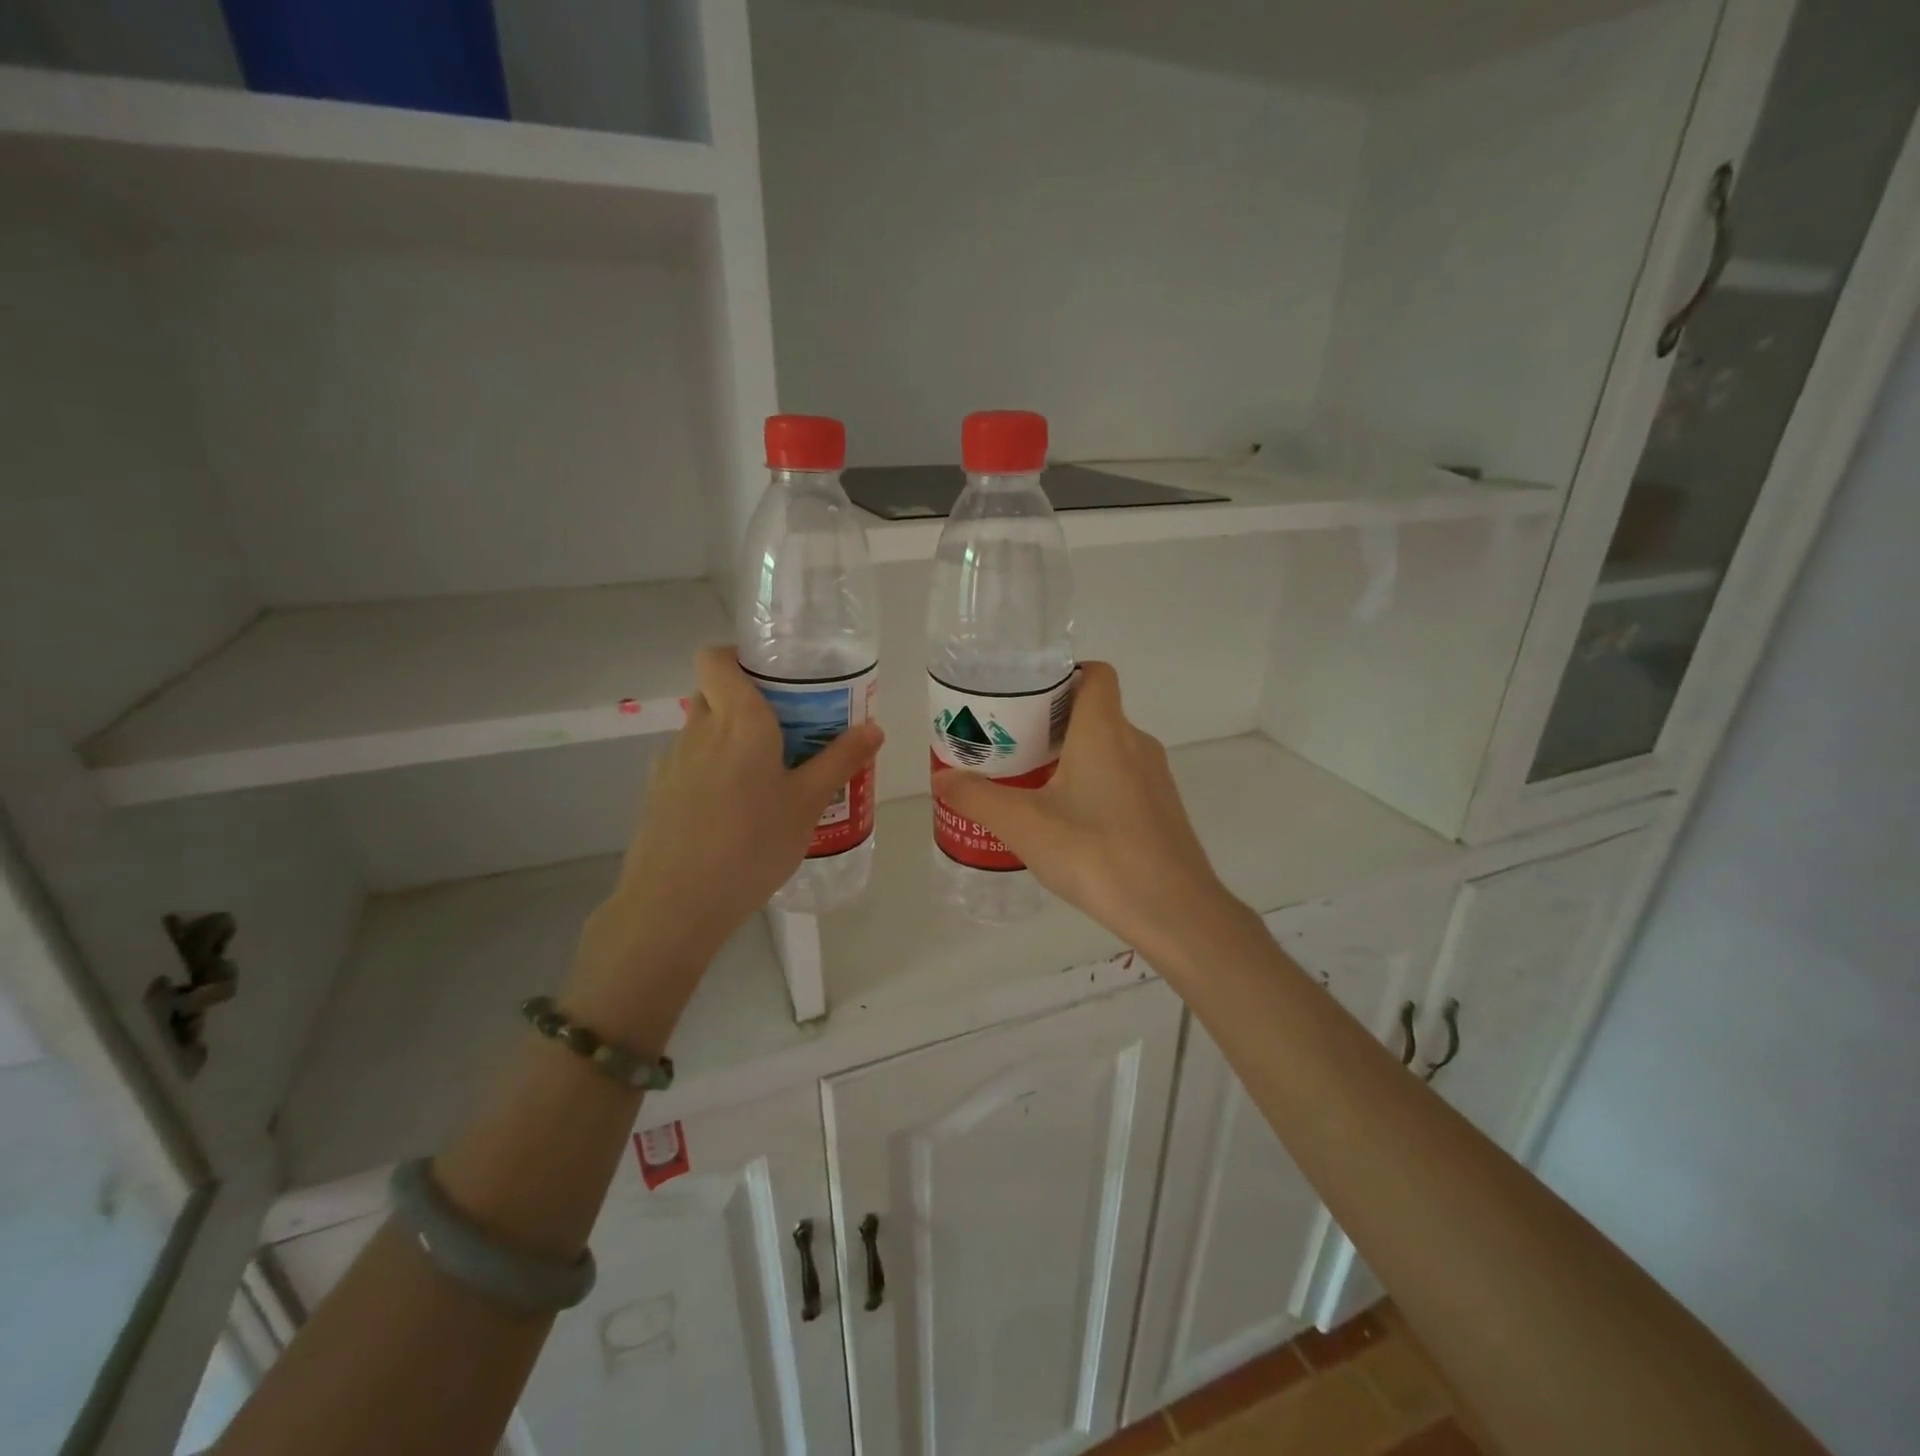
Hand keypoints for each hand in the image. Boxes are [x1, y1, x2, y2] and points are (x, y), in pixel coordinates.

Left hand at [569, 648, 882, 1041]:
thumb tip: (874, 728)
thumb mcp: (808, 804)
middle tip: (785, 728)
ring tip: (765, 778)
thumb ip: (840, 760)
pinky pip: (689, 764)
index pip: (716, 658)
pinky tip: (733, 812)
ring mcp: (671, 762)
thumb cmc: (752, 845)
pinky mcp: (657, 794)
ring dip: (729, 738)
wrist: (675, 906)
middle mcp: (698, 730)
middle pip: (713, 691)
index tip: (773, 677)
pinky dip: (711, 771)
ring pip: (701, 730)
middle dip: (745, 699)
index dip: (738, 656)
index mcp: (738, 720)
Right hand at [932, 662, 1247, 958]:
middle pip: (1094, 712)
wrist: (1173, 911)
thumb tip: (942, 779)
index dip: (1063, 674)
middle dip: (1051, 723)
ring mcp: (1154, 778)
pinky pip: (1121, 779)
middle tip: (1011, 746)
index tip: (1026, 698)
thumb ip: (978, 797)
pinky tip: (1067, 822)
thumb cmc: (1095, 852)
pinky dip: (1092, 785)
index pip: (1095, 673)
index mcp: (1105, 730)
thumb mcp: (1024, 825)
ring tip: (1030, 784)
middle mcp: (1135, 743)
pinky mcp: (1161, 809)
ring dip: (1071, 757)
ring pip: (1107, 748)